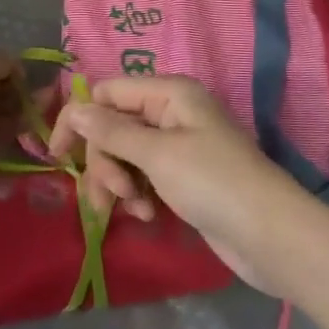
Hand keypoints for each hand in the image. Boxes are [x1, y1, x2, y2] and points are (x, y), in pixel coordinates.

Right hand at [50, 75, 311, 294]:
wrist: (271, 235)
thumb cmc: (214, 183)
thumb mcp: (158, 155)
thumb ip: (112, 132)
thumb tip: (74, 107)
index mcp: (169, 93)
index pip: (108, 92)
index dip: (80, 118)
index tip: (57, 156)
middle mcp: (171, 112)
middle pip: (114, 126)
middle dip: (105, 161)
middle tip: (110, 195)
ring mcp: (177, 145)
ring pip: (125, 154)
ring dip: (119, 182)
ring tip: (133, 210)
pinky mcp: (182, 177)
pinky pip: (144, 176)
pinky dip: (138, 194)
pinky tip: (146, 215)